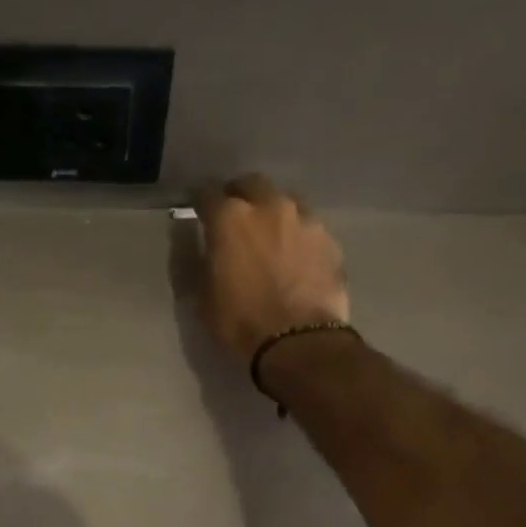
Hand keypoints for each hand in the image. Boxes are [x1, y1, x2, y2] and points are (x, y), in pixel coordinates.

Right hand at [194, 174, 348, 362]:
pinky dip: (296, 236)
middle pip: (250, 185)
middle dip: (239, 196)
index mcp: (230, 219)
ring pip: (283, 202)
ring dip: (271, 214)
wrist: (298, 342)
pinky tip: (294, 257)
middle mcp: (268, 206)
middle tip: (234, 218)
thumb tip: (203, 247)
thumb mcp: (204, 298)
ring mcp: (304, 219)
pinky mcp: (328, 239)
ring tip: (268, 237)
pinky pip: (306, 227)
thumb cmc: (240, 323)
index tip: (197, 211)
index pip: (207, 194)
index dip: (199, 202)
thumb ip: (202, 263)